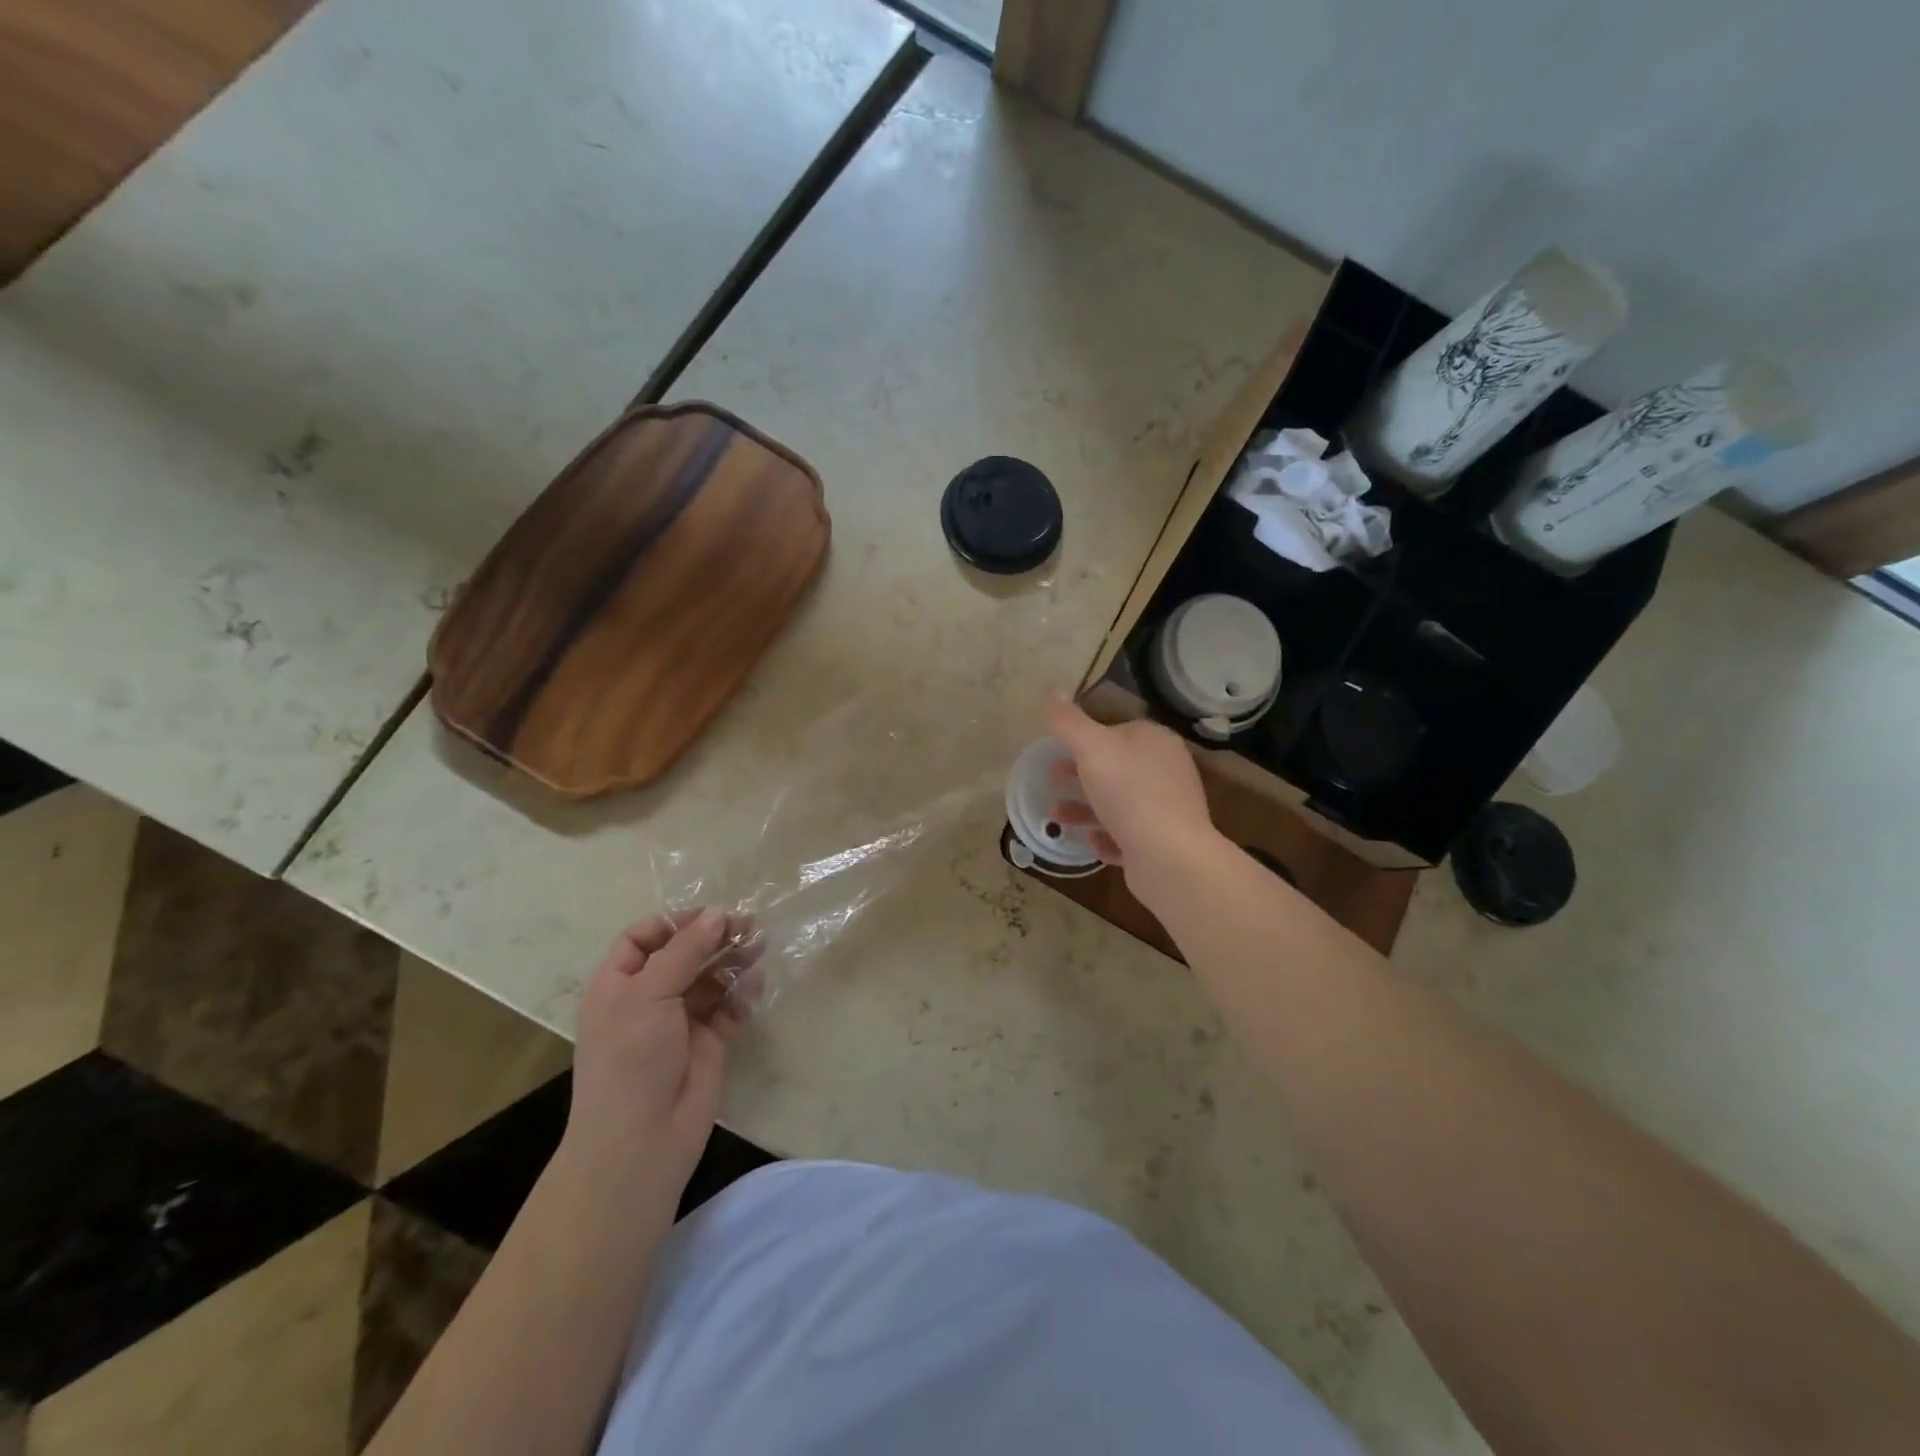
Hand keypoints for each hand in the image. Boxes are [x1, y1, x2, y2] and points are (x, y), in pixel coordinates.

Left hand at [564, 908, 761, 1203]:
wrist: (641, 1141)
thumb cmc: (630, 1058)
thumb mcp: (649, 994)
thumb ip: (685, 950)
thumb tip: (718, 913)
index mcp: (619, 985)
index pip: (643, 938)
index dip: (673, 922)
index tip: (709, 915)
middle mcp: (648, 999)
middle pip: (684, 954)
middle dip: (713, 937)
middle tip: (748, 924)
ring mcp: (680, 1022)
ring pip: (711, 978)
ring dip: (733, 960)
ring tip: (759, 946)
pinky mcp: (709, 1043)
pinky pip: (729, 1007)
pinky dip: (743, 993)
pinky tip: (756, 984)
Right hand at [1047, 700, 1217, 899]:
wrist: (1169, 855)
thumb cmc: (1129, 792)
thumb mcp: (1092, 748)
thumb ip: (1069, 722)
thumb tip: (1052, 692)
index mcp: (1156, 742)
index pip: (1119, 730)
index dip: (1087, 738)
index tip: (1058, 748)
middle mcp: (1166, 771)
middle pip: (1116, 768)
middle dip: (1081, 774)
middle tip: (1051, 778)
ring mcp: (1166, 809)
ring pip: (1117, 803)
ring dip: (1085, 808)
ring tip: (1055, 816)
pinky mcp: (1161, 843)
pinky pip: (1128, 836)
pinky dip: (1107, 837)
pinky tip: (1090, 842)